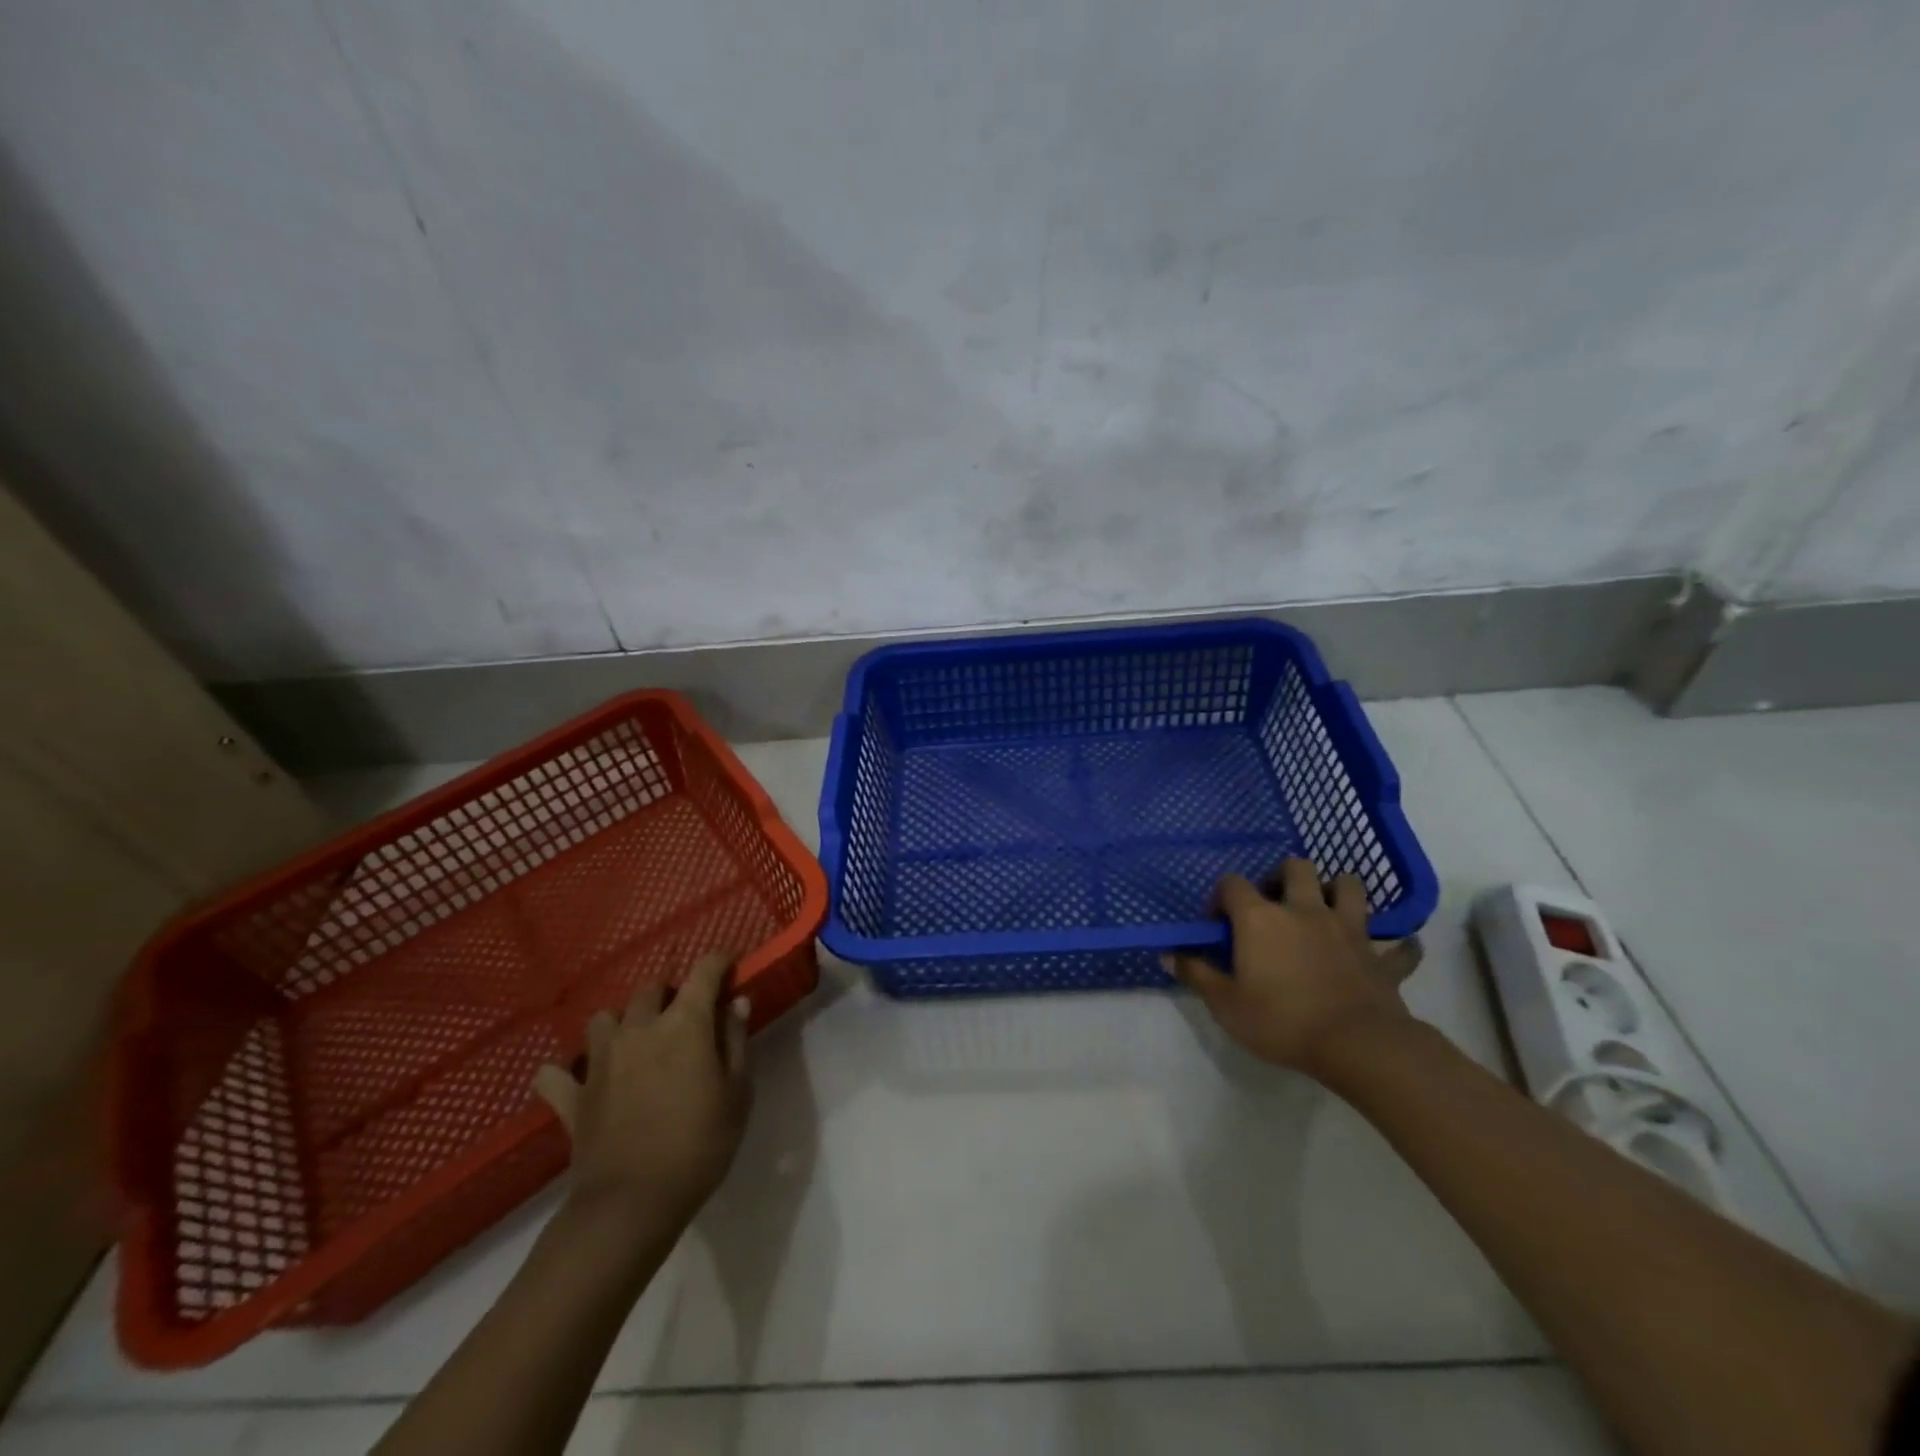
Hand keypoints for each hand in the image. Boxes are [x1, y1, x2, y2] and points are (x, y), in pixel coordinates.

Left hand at [533, 953, 752, 1232]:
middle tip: (687, 1016)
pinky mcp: (573, 1096)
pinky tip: (578, 1079)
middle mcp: (639, 1028)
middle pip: (652, 988)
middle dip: (672, 992)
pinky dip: (565, 1071)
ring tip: (637, 1042)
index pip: (704, 971)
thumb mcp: (737, 1092)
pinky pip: (556, 1074)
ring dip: (623, 1022)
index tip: (730, 967)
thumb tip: (736, 1002)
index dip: (719, 962)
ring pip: (605, 1018)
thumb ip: (735, 1041)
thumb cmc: (699, 1144)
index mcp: (684, 1023)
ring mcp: (600, 1060)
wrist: (632, 1205)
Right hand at [1166, 859, 1422, 1078]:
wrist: (1357, 1045)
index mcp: (1261, 918)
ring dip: (1338, 890)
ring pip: (1350, 886)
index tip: (1218, 921)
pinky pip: (1400, 946)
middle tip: (1274, 903)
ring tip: (1325, 909)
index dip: (1221, 896)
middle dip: (1282, 877)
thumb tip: (1168, 954)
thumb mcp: (1225, 1004)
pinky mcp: (1381, 957)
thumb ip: (1197, 974)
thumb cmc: (1281, 1020)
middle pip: (1295, 868)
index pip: (1233, 884)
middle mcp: (1304, 911)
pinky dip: (1397, 946)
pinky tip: (1391, 951)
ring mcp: (1348, 930)